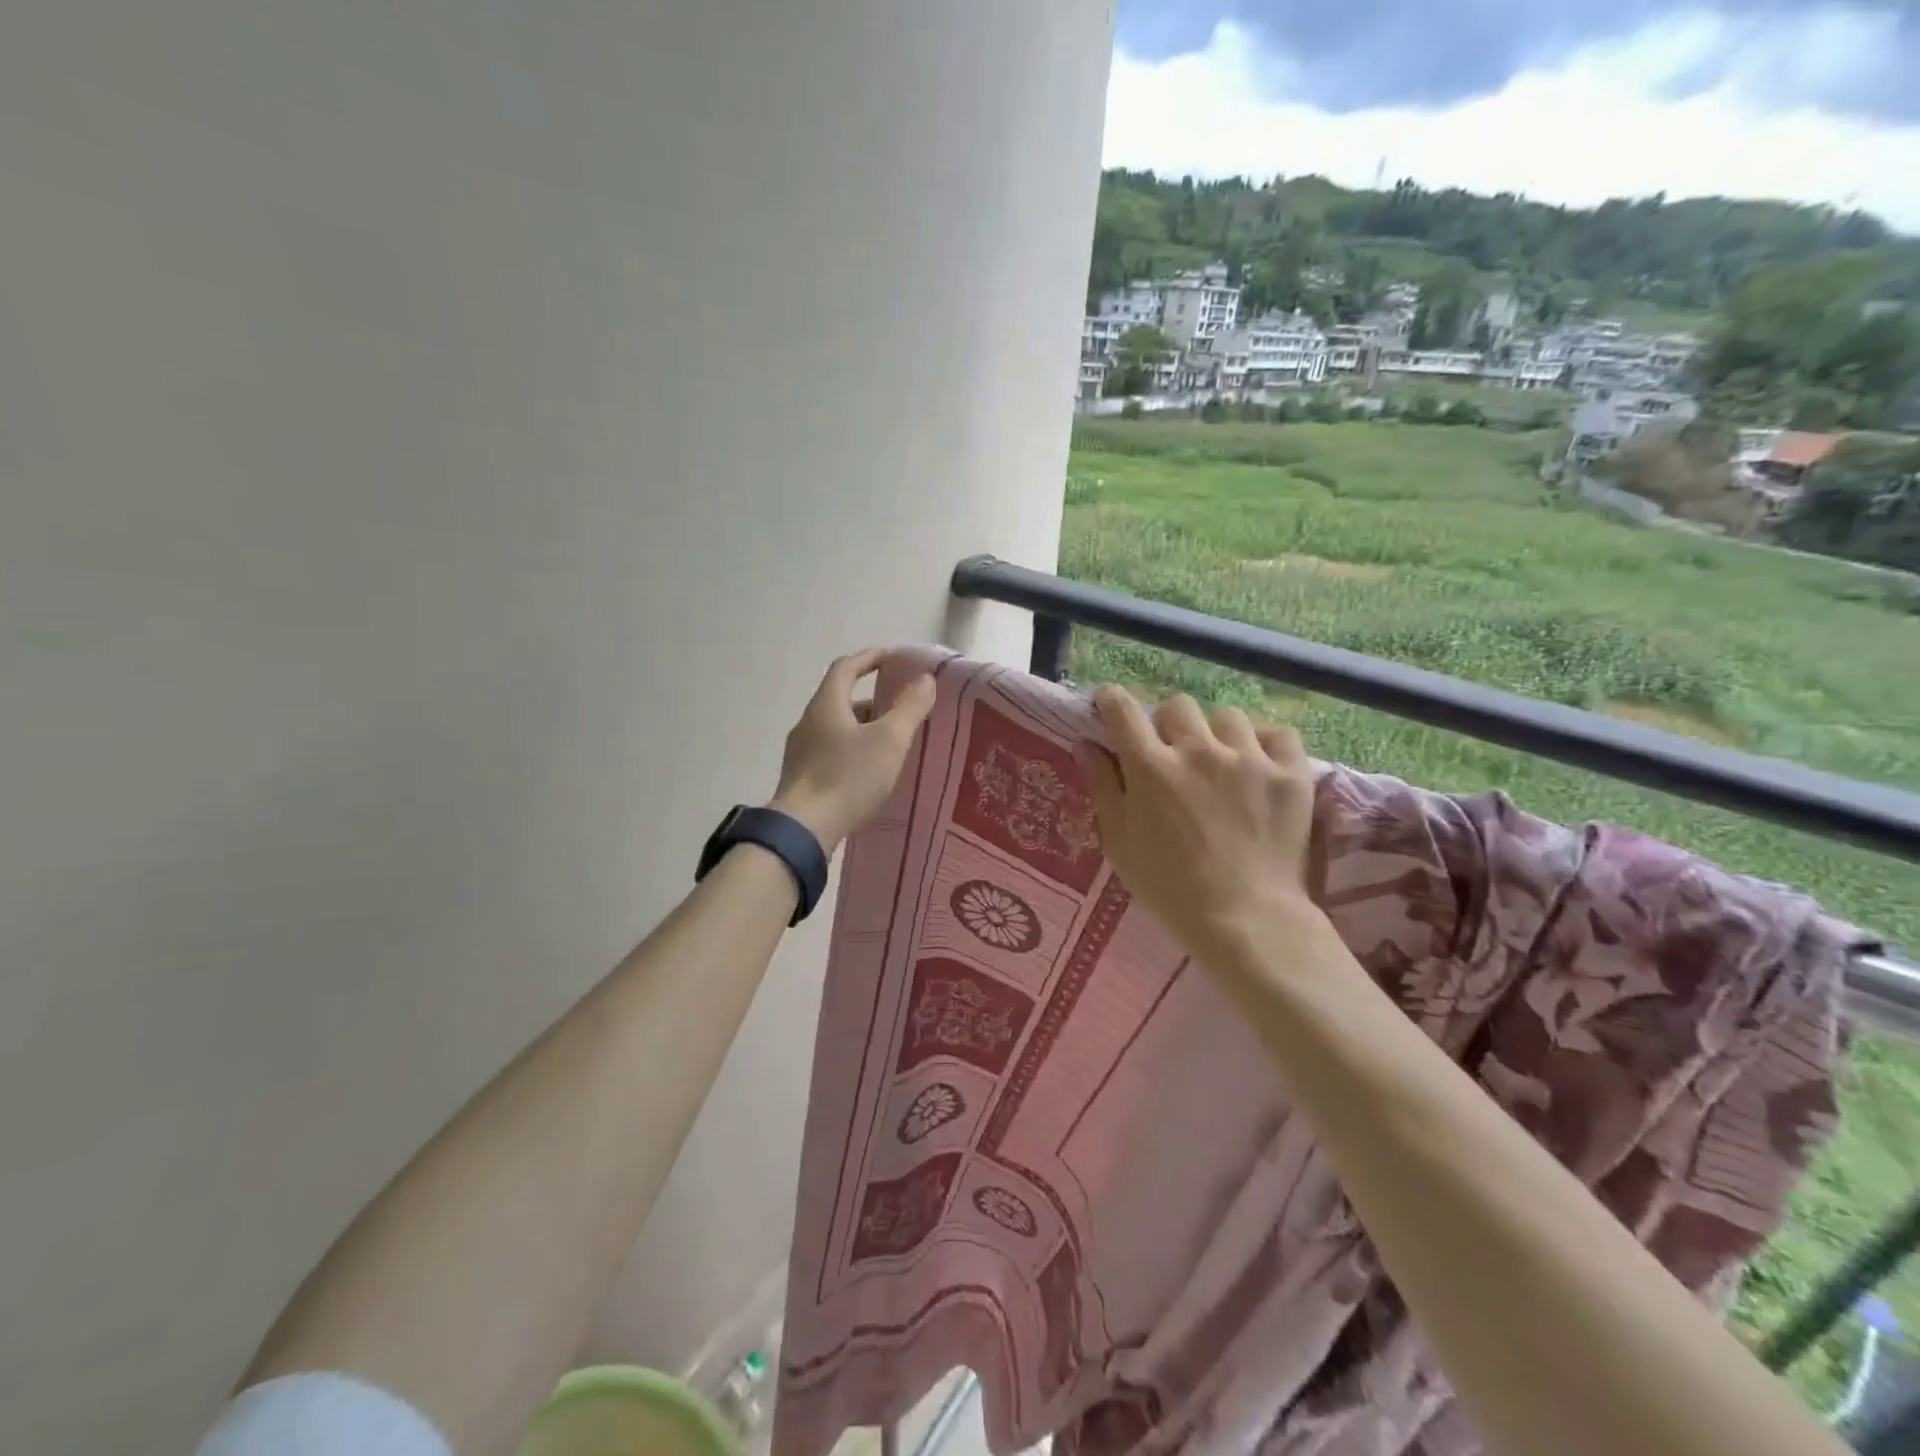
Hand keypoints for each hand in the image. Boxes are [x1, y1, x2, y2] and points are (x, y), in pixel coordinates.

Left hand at [770, 650, 935, 851]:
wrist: (803, 830)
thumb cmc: (848, 777)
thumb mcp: (889, 740)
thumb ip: (909, 707)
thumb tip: (925, 679)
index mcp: (826, 705)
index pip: (845, 668)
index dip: (869, 658)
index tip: (891, 658)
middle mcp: (808, 723)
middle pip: (840, 700)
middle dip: (872, 701)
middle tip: (901, 710)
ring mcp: (801, 753)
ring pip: (836, 730)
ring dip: (863, 730)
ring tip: (891, 745)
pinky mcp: (801, 780)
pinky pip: (831, 754)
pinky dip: (853, 752)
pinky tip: (870, 774)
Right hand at [1076, 686, 1326, 975]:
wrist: (1246, 921)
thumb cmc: (1170, 889)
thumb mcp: (1120, 843)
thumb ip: (1102, 787)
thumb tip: (1085, 744)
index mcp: (1151, 768)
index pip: (1123, 709)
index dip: (1112, 700)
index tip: (1110, 706)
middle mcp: (1198, 751)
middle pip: (1177, 705)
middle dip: (1167, 723)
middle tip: (1172, 751)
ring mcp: (1248, 759)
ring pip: (1227, 716)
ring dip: (1216, 734)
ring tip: (1221, 762)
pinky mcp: (1290, 774)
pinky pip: (1278, 733)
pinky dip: (1266, 744)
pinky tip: (1259, 766)